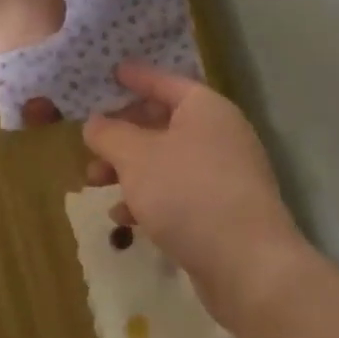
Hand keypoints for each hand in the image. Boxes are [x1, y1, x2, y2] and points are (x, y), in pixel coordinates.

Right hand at [83, 62, 313, 333]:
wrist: (248, 266)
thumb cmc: (187, 194)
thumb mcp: (135, 157)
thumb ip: (109, 134)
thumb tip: (95, 124)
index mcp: (205, 109)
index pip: (164, 81)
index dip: (135, 76)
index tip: (110, 71)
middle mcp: (219, 135)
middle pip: (162, 122)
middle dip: (122, 133)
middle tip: (90, 139)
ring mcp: (223, 175)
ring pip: (165, 161)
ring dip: (128, 169)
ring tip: (94, 182)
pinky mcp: (221, 211)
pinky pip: (177, 193)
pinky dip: (148, 198)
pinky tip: (123, 217)